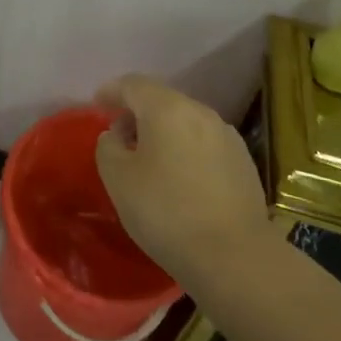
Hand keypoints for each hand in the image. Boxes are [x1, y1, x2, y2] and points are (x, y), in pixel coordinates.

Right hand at [94, 74, 272, 292]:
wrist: (234, 256)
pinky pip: (204, 144)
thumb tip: (116, 135)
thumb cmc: (166, 212)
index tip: (97, 104)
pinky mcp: (243, 161)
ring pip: (185, 122)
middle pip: (162, 100)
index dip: (112, 91)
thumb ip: (108, 147)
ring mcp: (226, 135)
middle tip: (120, 137)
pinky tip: (180, 178)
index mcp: (167, 108)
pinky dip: (185, 150)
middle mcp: (200, 112)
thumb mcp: (118, 179)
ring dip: (163, 133)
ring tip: (149, 160)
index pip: (133, 84)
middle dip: (138, 113)